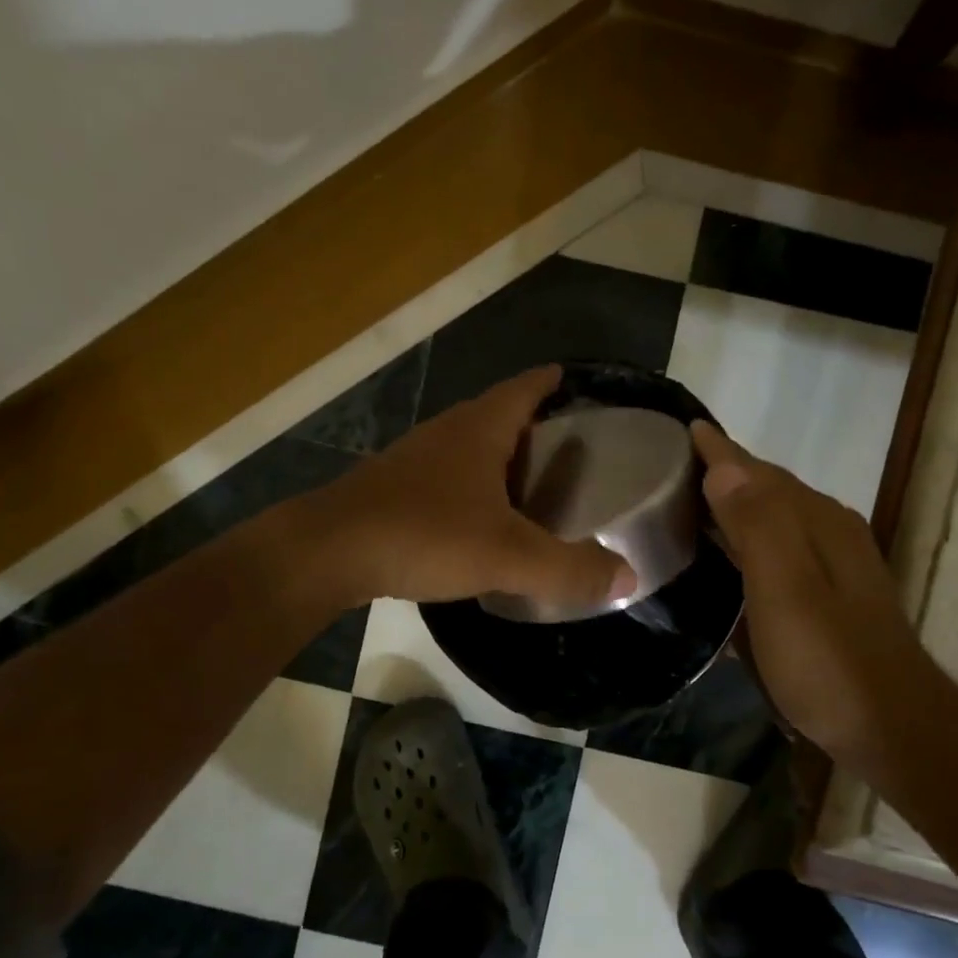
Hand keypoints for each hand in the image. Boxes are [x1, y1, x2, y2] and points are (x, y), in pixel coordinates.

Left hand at [301, 365, 636, 608]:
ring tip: (533, 485)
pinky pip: (446, 476)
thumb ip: (569, 567)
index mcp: (480, 429)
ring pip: (470, 447)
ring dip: (501, 457)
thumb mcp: (508, 555)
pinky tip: (480, 518)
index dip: (552, 382)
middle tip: (570, 450)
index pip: (526, 388)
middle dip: (534, 424)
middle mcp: (448, 432)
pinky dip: (472, 486)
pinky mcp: (394, 488)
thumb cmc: (424, 534)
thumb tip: (629, 576)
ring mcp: (416, 459)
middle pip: (499, 414)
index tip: (575, 381)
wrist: (328, 552)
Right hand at [691, 422, 925, 761]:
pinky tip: (736, 554)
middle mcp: (831, 531)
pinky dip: (753, 535)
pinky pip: (784, 544)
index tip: (687, 428)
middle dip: (728, 471)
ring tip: (696, 502)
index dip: (721, 451)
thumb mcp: (786, 591)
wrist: (893, 729)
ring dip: (739, 502)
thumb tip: (724, 467)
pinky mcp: (834, 593)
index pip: (758, 473)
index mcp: (817, 522)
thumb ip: (758, 526)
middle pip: (770, 488)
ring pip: (778, 516)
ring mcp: (837, 563)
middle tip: (678, 466)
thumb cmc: (829, 663)